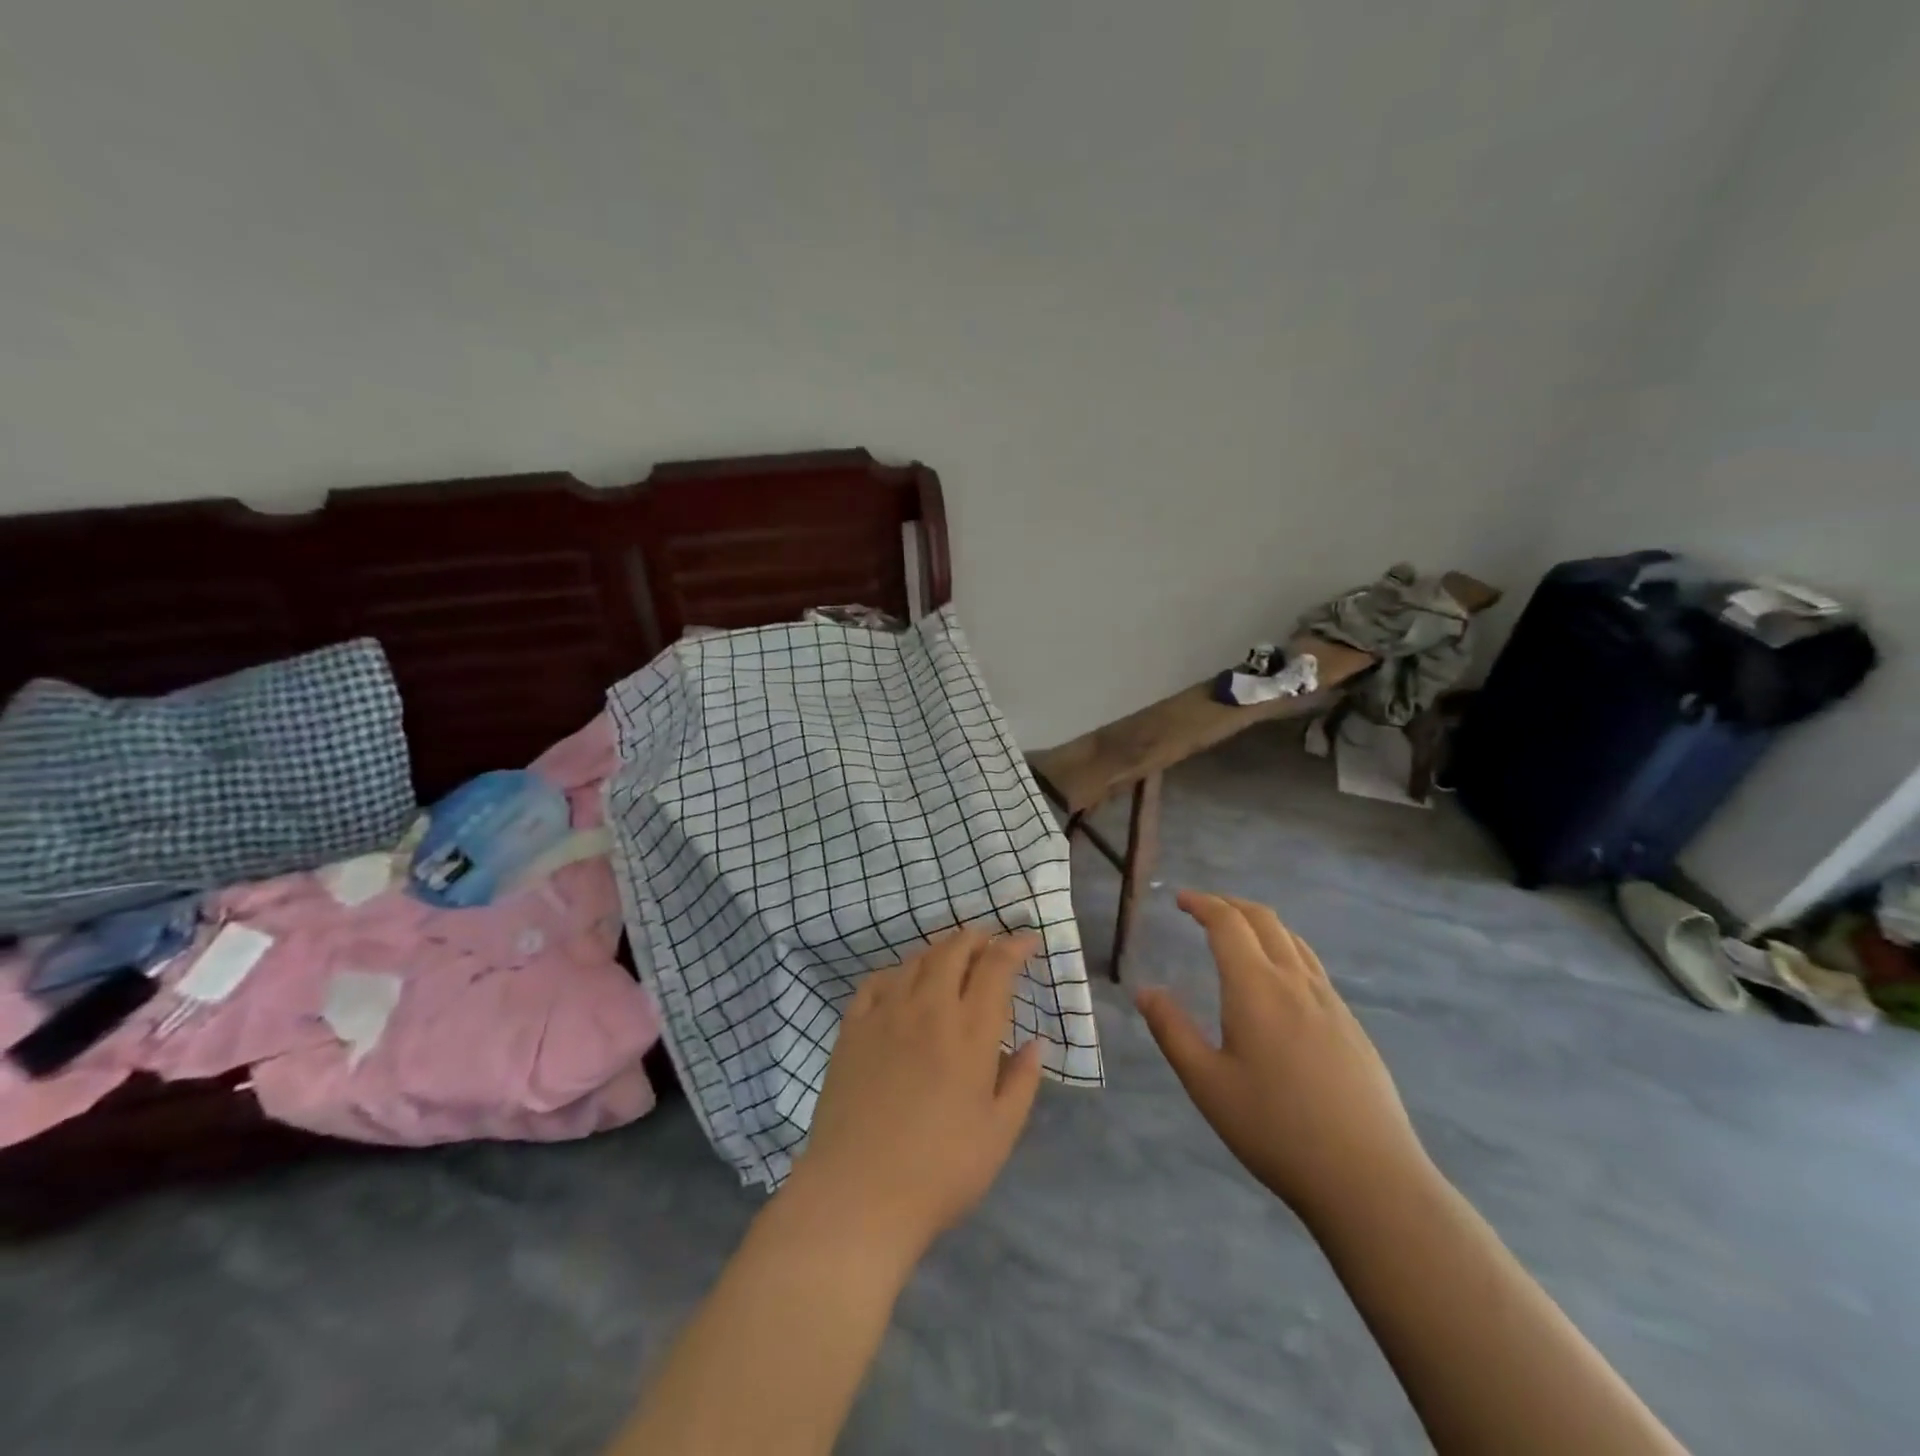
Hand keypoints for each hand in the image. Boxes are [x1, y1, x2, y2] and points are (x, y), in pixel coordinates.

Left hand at [784, 929, 1044, 1263]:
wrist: (857, 1194)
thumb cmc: (939, 1171)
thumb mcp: (998, 1135)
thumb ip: (1021, 1082)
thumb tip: (1035, 1043)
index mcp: (970, 1033)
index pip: (995, 968)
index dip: (1013, 947)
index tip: (1026, 941)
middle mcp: (928, 1009)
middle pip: (952, 951)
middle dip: (975, 939)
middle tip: (988, 943)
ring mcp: (885, 1015)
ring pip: (915, 960)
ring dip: (939, 950)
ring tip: (951, 958)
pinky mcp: (851, 1029)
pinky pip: (876, 982)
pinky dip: (896, 972)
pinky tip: (901, 984)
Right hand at [1135, 892, 1429, 1224]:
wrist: (1369, 1178)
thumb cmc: (1275, 1129)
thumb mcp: (1207, 1083)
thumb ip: (1172, 1031)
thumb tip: (1145, 990)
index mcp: (1256, 987)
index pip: (1227, 923)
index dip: (1202, 903)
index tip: (1180, 899)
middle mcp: (1295, 982)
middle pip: (1264, 920)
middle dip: (1230, 905)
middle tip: (1203, 909)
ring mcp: (1330, 1002)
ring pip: (1293, 940)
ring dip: (1260, 924)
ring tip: (1238, 935)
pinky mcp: (1351, 1025)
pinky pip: (1312, 966)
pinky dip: (1285, 949)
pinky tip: (1279, 981)